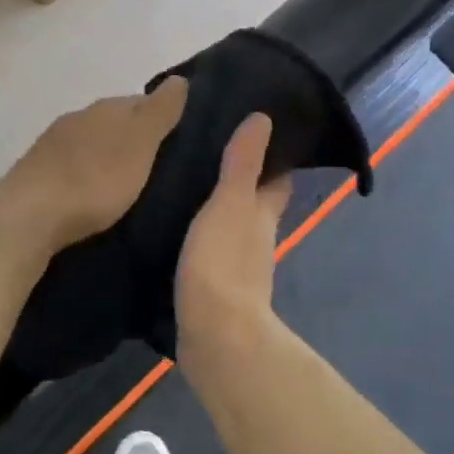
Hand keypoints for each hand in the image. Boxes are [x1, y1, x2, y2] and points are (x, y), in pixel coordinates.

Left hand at [0, 77, 189, 252]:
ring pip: (91, 142)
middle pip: (114, 120)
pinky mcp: (37, 172)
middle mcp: (78, 118)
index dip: (160, 116)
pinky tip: (92, 191)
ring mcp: (53, 144)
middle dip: (133, 136)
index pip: (141, 101)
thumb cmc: (95, 179)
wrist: (30, 215)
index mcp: (106, 108)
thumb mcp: (140, 144)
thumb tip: (179, 79)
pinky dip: (87, 173)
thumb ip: (160, 112)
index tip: (177, 137)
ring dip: (107, 155)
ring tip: (127, 181)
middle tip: (156, 163)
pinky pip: (71, 165)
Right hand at [176, 113, 291, 349]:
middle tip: (210, 151)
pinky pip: (209, 249)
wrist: (214, 335)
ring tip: (185, 183)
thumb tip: (264, 118)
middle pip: (255, 202)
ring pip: (231, 226)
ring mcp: (236, 266)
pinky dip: (200, 235)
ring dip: (218, 208)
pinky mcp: (212, 286)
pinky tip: (176, 228)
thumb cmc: (224, 264)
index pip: (278, 178)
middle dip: (241, 179)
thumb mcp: (230, 205)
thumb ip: (242, 164)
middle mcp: (256, 238)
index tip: (257, 130)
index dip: (273, 156)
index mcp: (263, 215)